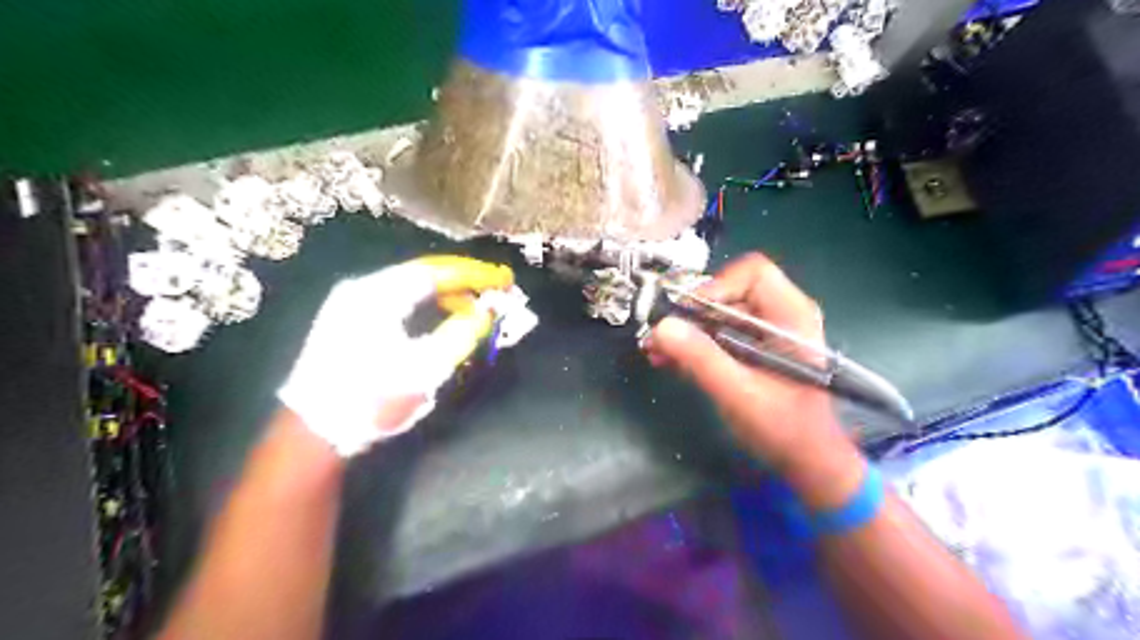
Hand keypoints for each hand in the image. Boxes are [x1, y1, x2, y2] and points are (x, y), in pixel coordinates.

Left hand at [283, 252, 515, 453]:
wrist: (313, 433)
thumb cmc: (371, 398)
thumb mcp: (425, 368)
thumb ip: (462, 333)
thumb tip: (489, 310)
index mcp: (377, 295)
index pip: (436, 271)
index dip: (475, 274)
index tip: (505, 279)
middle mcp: (362, 289)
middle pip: (423, 274)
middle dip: (463, 283)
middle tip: (495, 292)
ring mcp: (352, 303)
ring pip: (411, 288)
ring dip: (446, 297)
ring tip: (475, 311)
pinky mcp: (350, 320)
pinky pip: (398, 301)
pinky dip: (426, 308)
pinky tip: (442, 321)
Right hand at [645, 252, 859, 493]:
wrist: (806, 460)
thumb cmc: (784, 428)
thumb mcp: (739, 393)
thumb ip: (701, 359)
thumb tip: (661, 327)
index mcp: (791, 315)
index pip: (752, 272)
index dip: (716, 287)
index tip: (689, 316)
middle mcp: (781, 314)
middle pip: (729, 291)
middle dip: (692, 313)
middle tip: (662, 336)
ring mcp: (767, 331)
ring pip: (718, 312)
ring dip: (686, 330)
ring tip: (657, 351)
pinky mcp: (754, 347)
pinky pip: (719, 332)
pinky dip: (695, 343)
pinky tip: (670, 360)